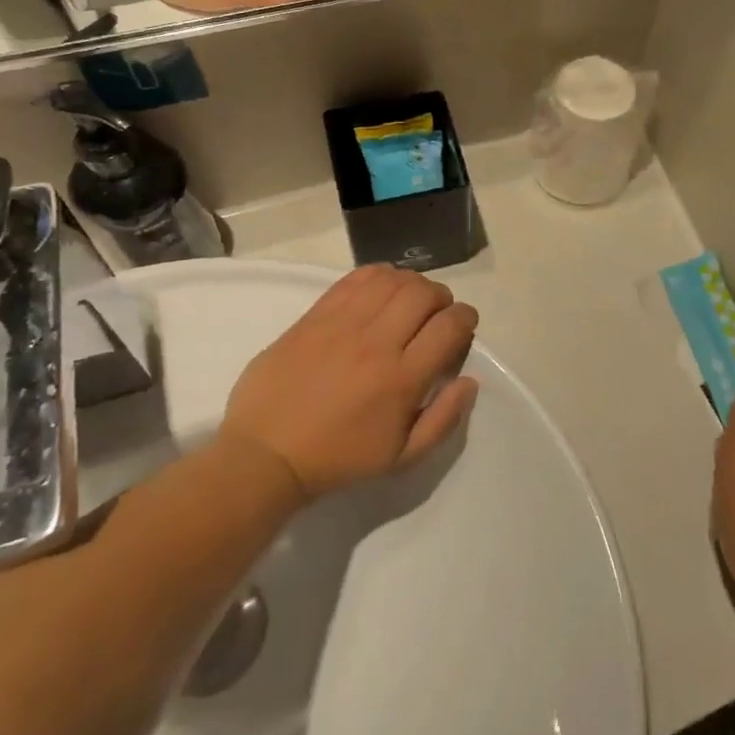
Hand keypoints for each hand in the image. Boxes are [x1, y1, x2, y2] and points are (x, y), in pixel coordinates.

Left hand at [219, 266, 479, 498]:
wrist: (265, 455)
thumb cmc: (339, 458)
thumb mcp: (402, 457)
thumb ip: (444, 419)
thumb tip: (469, 381)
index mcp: (402, 379)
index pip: (449, 326)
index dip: (466, 317)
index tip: (464, 324)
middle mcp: (377, 343)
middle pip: (423, 293)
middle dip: (441, 297)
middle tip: (437, 312)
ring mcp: (342, 325)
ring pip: (391, 280)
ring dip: (411, 283)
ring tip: (408, 300)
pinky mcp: (314, 316)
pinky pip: (355, 279)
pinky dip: (377, 276)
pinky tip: (379, 290)